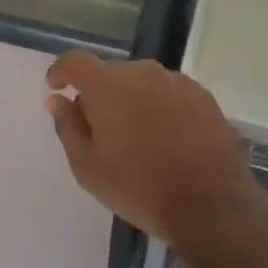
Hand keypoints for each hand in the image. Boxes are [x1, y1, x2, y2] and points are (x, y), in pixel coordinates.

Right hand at [45, 51, 258, 248]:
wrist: (210, 207)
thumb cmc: (139, 188)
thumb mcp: (88, 167)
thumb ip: (68, 126)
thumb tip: (56, 99)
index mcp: (108, 86)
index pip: (75, 61)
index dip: (61, 71)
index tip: (56, 88)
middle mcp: (143, 73)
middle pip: (110, 73)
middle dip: (99, 93)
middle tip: (99, 128)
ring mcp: (178, 83)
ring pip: (142, 82)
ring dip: (131, 99)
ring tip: (136, 136)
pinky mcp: (204, 97)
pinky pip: (169, 93)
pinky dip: (160, 107)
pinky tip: (166, 138)